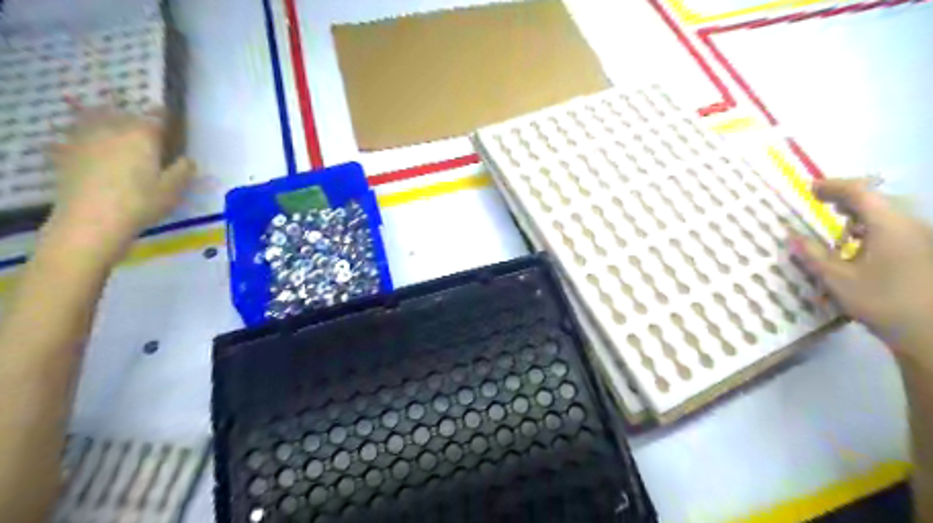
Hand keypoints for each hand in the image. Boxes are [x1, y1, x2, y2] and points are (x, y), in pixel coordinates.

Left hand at [46, 106, 193, 261]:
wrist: (92, 220)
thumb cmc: (141, 203)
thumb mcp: (174, 189)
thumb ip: (184, 170)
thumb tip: (187, 159)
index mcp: (143, 135)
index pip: (157, 117)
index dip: (165, 118)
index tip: (172, 126)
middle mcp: (113, 129)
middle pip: (127, 116)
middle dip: (139, 123)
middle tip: (149, 136)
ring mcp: (86, 138)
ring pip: (99, 121)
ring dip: (111, 125)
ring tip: (120, 137)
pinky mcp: (67, 152)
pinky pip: (79, 137)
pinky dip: (89, 139)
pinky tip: (95, 151)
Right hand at [790, 178, 931, 357]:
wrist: (932, 332)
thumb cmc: (883, 301)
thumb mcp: (838, 279)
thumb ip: (813, 254)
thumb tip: (791, 235)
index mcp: (889, 225)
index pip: (860, 193)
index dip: (833, 187)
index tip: (810, 188)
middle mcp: (909, 225)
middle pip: (876, 200)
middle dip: (846, 199)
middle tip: (820, 203)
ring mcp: (921, 239)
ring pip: (887, 215)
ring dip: (859, 215)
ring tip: (838, 225)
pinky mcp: (924, 253)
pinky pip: (895, 229)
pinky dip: (872, 229)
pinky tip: (860, 246)